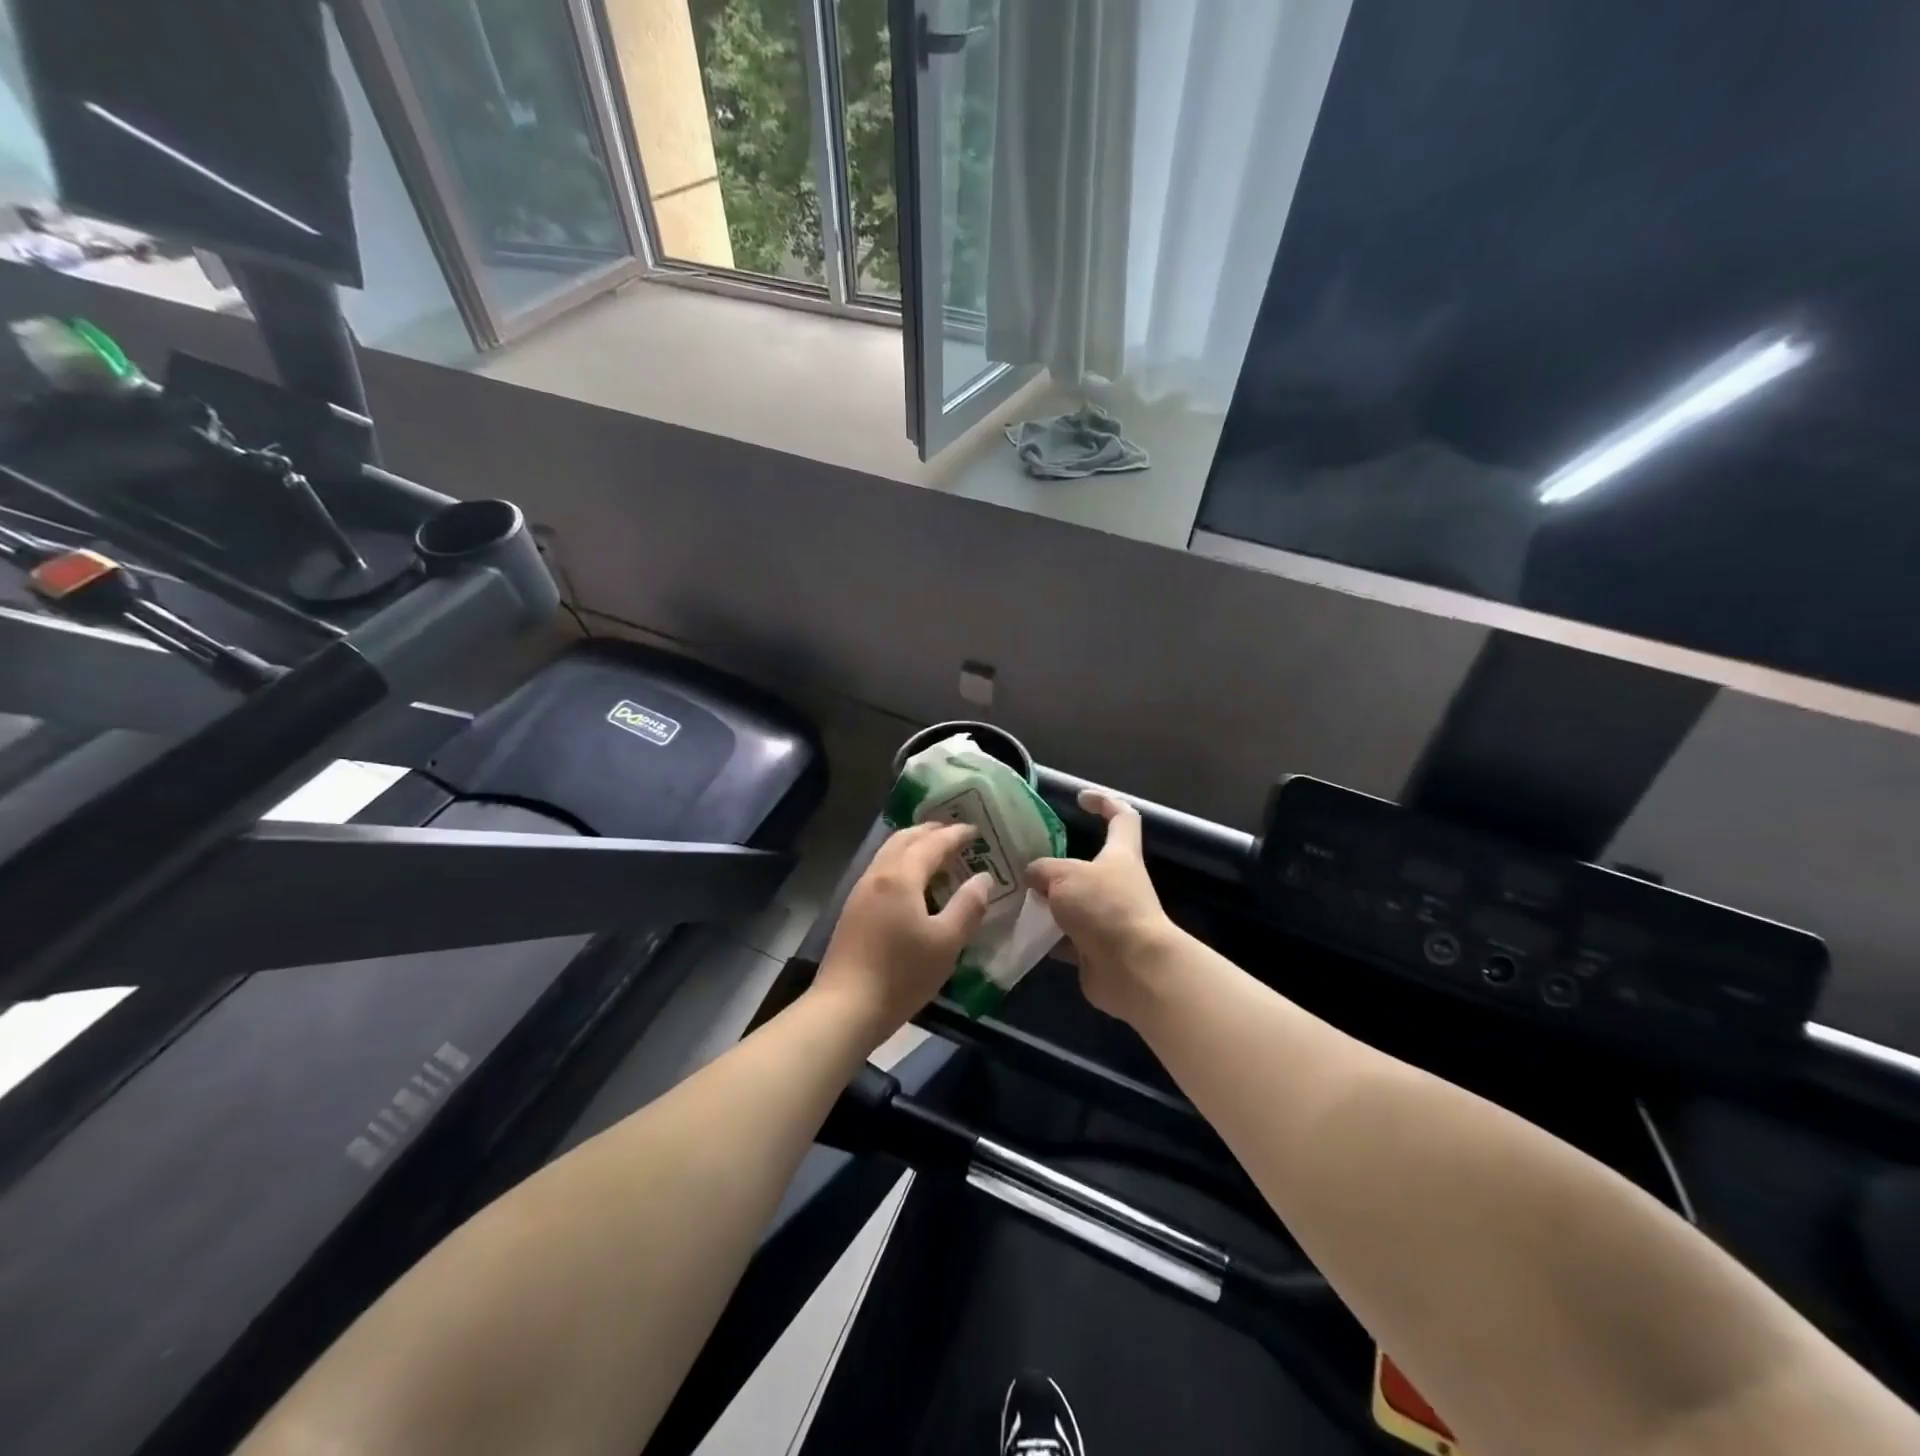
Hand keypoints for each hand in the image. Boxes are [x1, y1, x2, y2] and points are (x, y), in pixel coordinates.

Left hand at [814, 822, 991, 1043]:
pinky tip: (912, 881)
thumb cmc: (902, 974)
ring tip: (936, 851)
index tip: (976, 830)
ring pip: (889, 852)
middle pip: (904, 838)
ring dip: (913, 844)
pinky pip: (882, 869)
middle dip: (931, 831)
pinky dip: (901, 862)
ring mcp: (860, 891)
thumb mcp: (947, 943)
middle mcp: (878, 874)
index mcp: (901, 876)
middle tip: (955, 833)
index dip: (955, 834)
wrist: (846, 1007)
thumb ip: (968, 906)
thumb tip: (983, 878)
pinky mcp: (853, 909)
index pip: (933, 843)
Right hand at [1026, 790, 1176, 1020]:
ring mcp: (1107, 917)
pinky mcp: (1095, 948)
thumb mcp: (1064, 876)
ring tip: (1011, 894)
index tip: (1080, 798)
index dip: (1104, 802)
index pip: (1122, 816)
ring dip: (1046, 901)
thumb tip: (1033, 875)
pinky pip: (1064, 936)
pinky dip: (1044, 934)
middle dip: (1056, 862)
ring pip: (1071, 901)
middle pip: (1087, 863)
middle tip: (1022, 859)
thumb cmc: (1105, 908)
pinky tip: (1018, 930)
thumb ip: (1043, 870)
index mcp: (1120, 854)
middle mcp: (1116, 883)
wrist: (1133, 969)